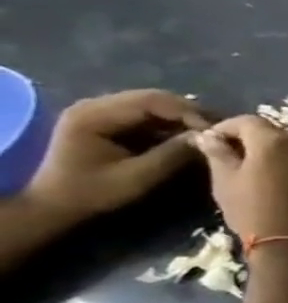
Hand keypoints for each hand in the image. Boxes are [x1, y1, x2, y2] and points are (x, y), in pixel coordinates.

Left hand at [23, 89, 209, 222]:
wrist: (54, 204)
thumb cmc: (93, 193)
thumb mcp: (138, 177)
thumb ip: (173, 154)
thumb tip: (209, 138)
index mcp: (93, 115)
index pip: (152, 101)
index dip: (189, 113)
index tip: (217, 132)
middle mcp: (94, 105)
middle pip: (153, 98)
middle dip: (190, 113)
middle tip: (219, 131)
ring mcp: (98, 111)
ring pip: (153, 104)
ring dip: (182, 117)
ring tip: (207, 133)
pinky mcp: (107, 121)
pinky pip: (146, 114)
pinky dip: (170, 123)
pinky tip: (187, 136)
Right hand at [195, 115, 287, 247]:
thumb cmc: (254, 213)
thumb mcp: (226, 181)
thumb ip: (219, 153)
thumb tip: (208, 136)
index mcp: (276, 141)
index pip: (248, 121)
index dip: (227, 128)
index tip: (212, 140)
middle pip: (278, 134)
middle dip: (256, 140)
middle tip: (237, 157)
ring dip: (281, 153)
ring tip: (262, 171)